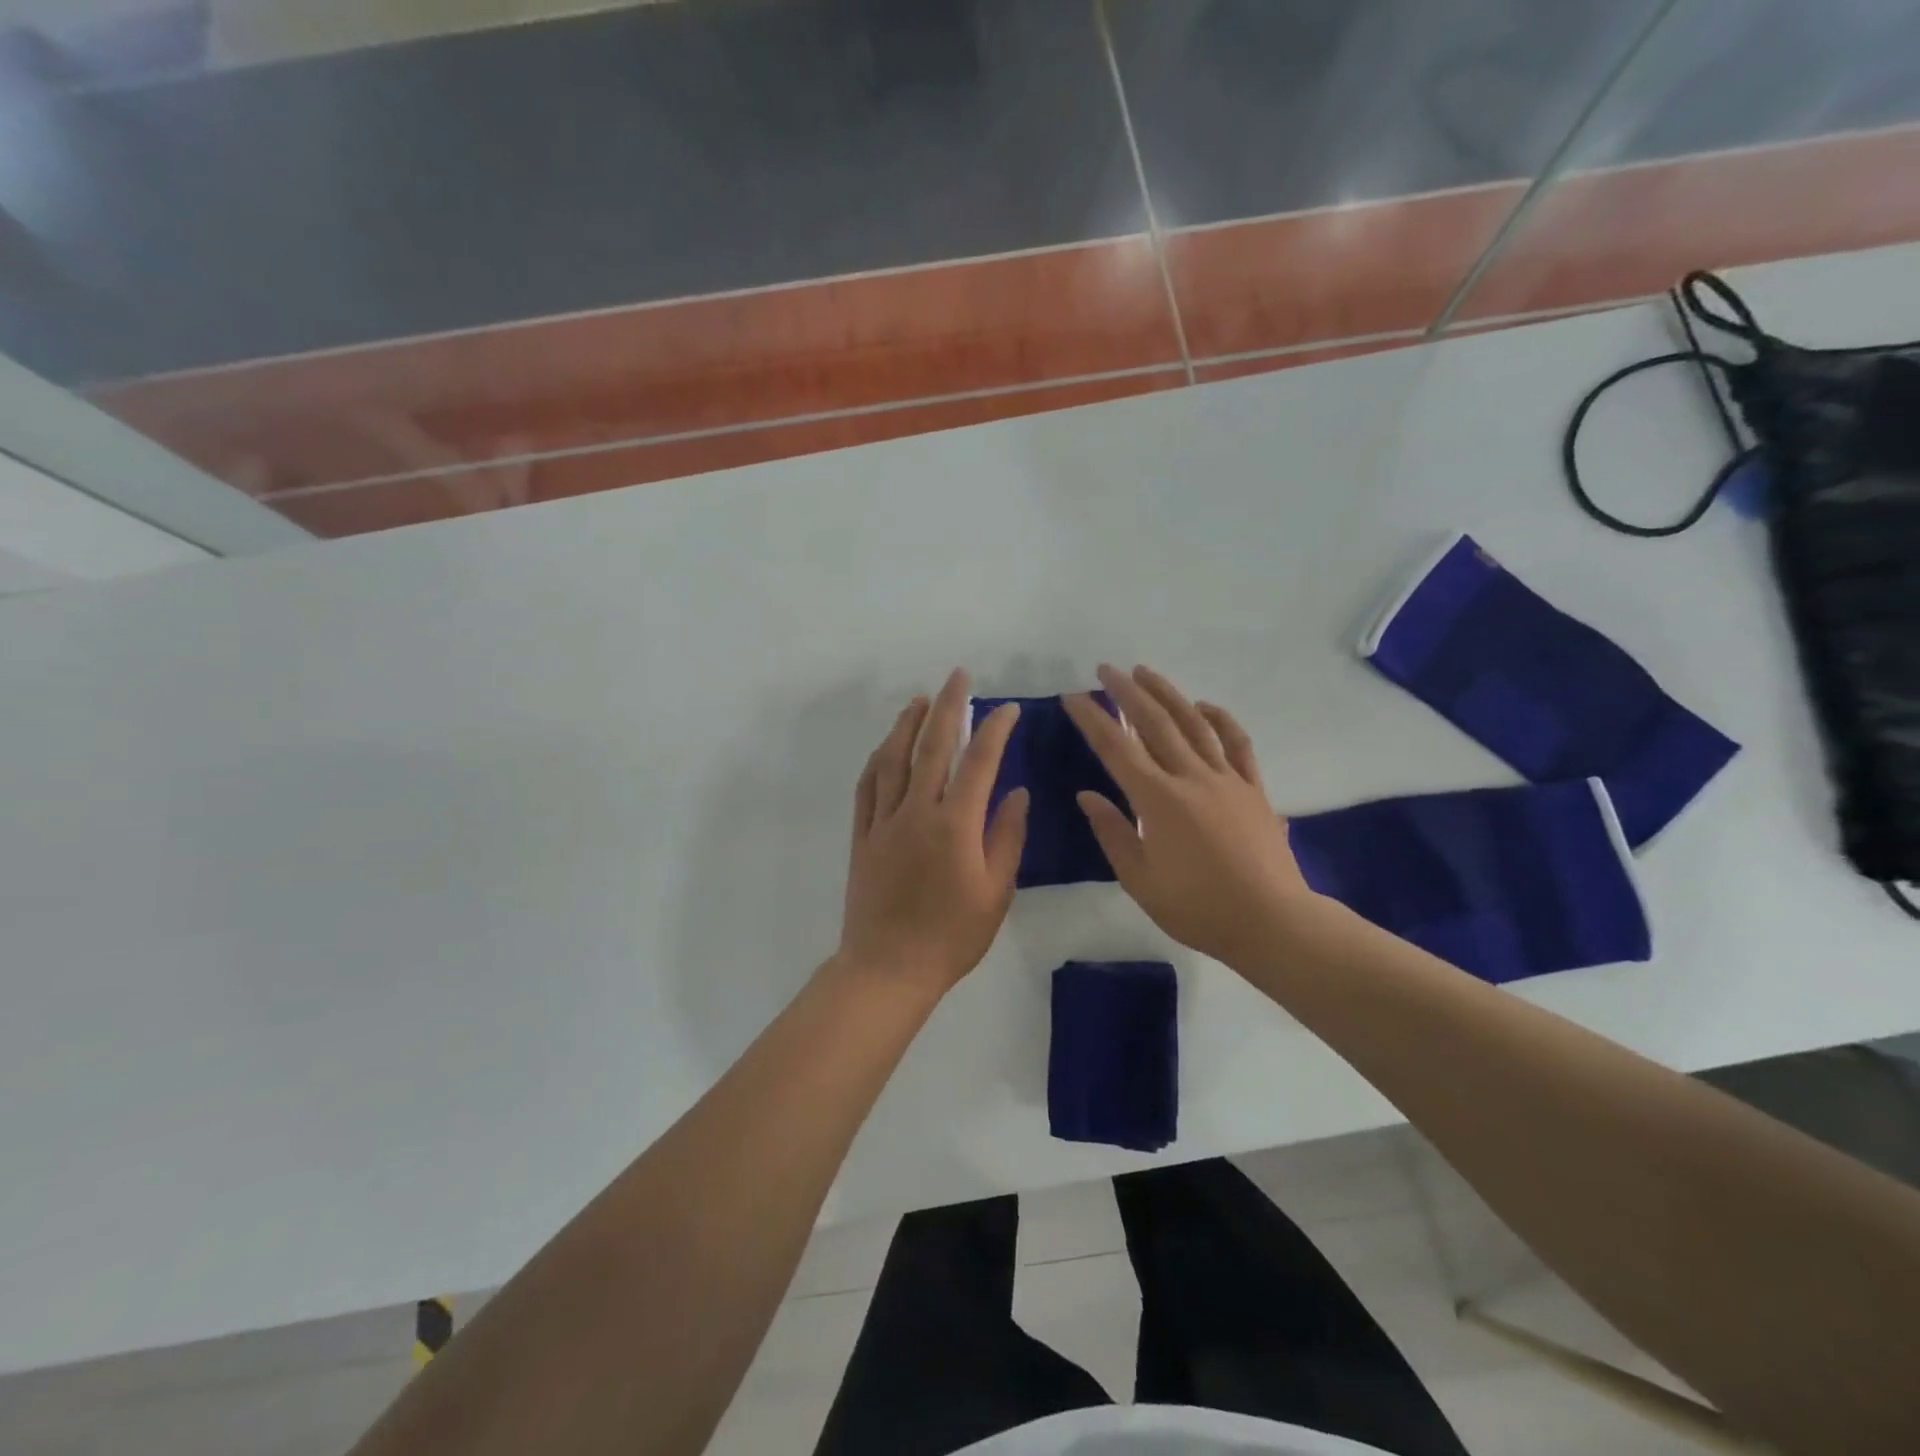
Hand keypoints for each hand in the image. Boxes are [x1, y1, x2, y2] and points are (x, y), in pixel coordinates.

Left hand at [837, 669, 1028, 995]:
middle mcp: (917, 811)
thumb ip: (1007, 837)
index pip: (979, 763)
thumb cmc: (952, 936)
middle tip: (957, 677)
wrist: (889, 968)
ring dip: (907, 724)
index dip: (994, 729)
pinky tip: (886, 746)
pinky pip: (868, 786)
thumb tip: (1016, 792)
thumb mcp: (996, 892)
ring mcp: (884, 821)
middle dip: (947, 706)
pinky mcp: (862, 835)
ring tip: (920, 700)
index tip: (1006, 709)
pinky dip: (878, 759)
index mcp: (955, 825)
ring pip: (893, 759)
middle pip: (931, 746)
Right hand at [1064, 665, 1328, 968]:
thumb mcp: (1140, 880)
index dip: (1092, 719)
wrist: (1271, 923)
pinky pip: (1236, 743)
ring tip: (1145, 672)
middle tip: (1106, 669)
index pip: (1116, 748)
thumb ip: (1112, 833)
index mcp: (1157, 800)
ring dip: (1167, 694)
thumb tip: (1087, 795)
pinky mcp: (1253, 788)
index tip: (1073, 696)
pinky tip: (1204, 706)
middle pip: (1154, 723)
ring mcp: (1226, 779)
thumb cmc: (1198, 908)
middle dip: (1126, 692)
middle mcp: (1191, 778)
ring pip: (1193, 724)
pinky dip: (1220, 719)